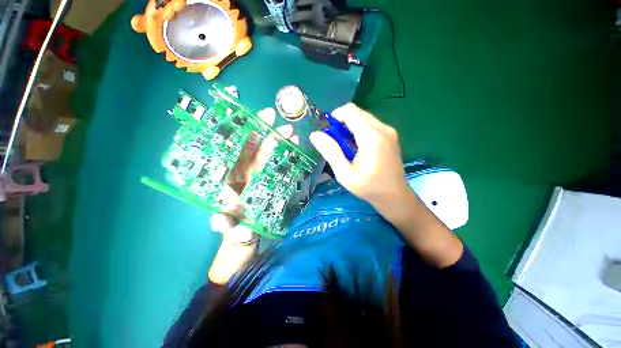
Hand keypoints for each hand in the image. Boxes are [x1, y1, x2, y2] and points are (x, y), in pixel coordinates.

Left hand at [210, 108, 297, 241]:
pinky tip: (295, 145)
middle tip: (276, 118)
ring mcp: (259, 174)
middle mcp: (244, 172)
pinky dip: (287, 154)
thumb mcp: (228, 225)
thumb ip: (225, 223)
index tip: (254, 121)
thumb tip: (220, 220)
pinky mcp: (271, 179)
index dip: (244, 135)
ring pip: (268, 153)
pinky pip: (279, 164)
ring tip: (291, 132)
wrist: (246, 232)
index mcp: (230, 177)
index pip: (236, 151)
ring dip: (279, 141)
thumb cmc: (235, 226)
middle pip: (254, 148)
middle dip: (265, 132)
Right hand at [309, 103, 410, 211]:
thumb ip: (330, 151)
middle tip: (336, 143)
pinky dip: (359, 130)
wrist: (395, 196)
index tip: (329, 133)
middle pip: (357, 112)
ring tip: (346, 147)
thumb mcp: (344, 173)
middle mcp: (383, 128)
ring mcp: (389, 131)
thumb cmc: (369, 187)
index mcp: (371, 137)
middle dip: (342, 123)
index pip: (350, 111)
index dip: (335, 117)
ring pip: (364, 117)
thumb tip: (315, 134)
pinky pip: (371, 124)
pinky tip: (357, 148)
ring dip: (350, 127)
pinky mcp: (391, 135)